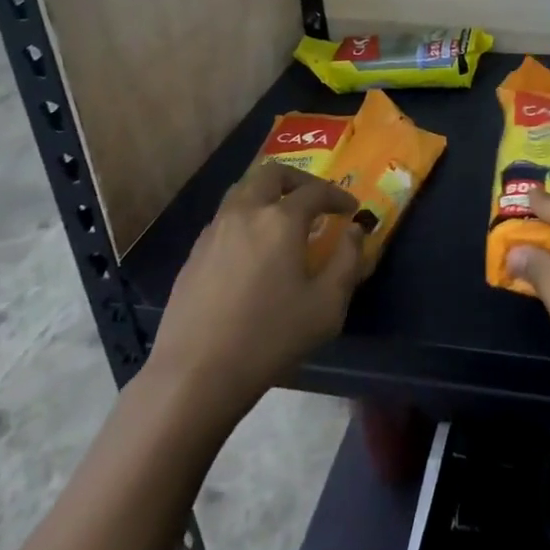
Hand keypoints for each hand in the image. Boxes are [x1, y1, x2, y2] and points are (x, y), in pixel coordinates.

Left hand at [144, 161, 364, 427]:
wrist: (195, 375)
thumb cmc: (269, 338)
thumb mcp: (326, 306)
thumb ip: (348, 261)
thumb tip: (355, 231)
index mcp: (280, 220)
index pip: (316, 191)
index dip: (337, 196)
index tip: (350, 209)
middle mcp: (245, 213)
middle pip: (271, 174)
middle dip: (298, 180)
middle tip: (314, 200)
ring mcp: (214, 231)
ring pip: (243, 190)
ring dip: (268, 194)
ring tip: (282, 218)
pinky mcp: (194, 254)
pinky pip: (225, 218)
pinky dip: (246, 218)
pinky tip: (252, 249)